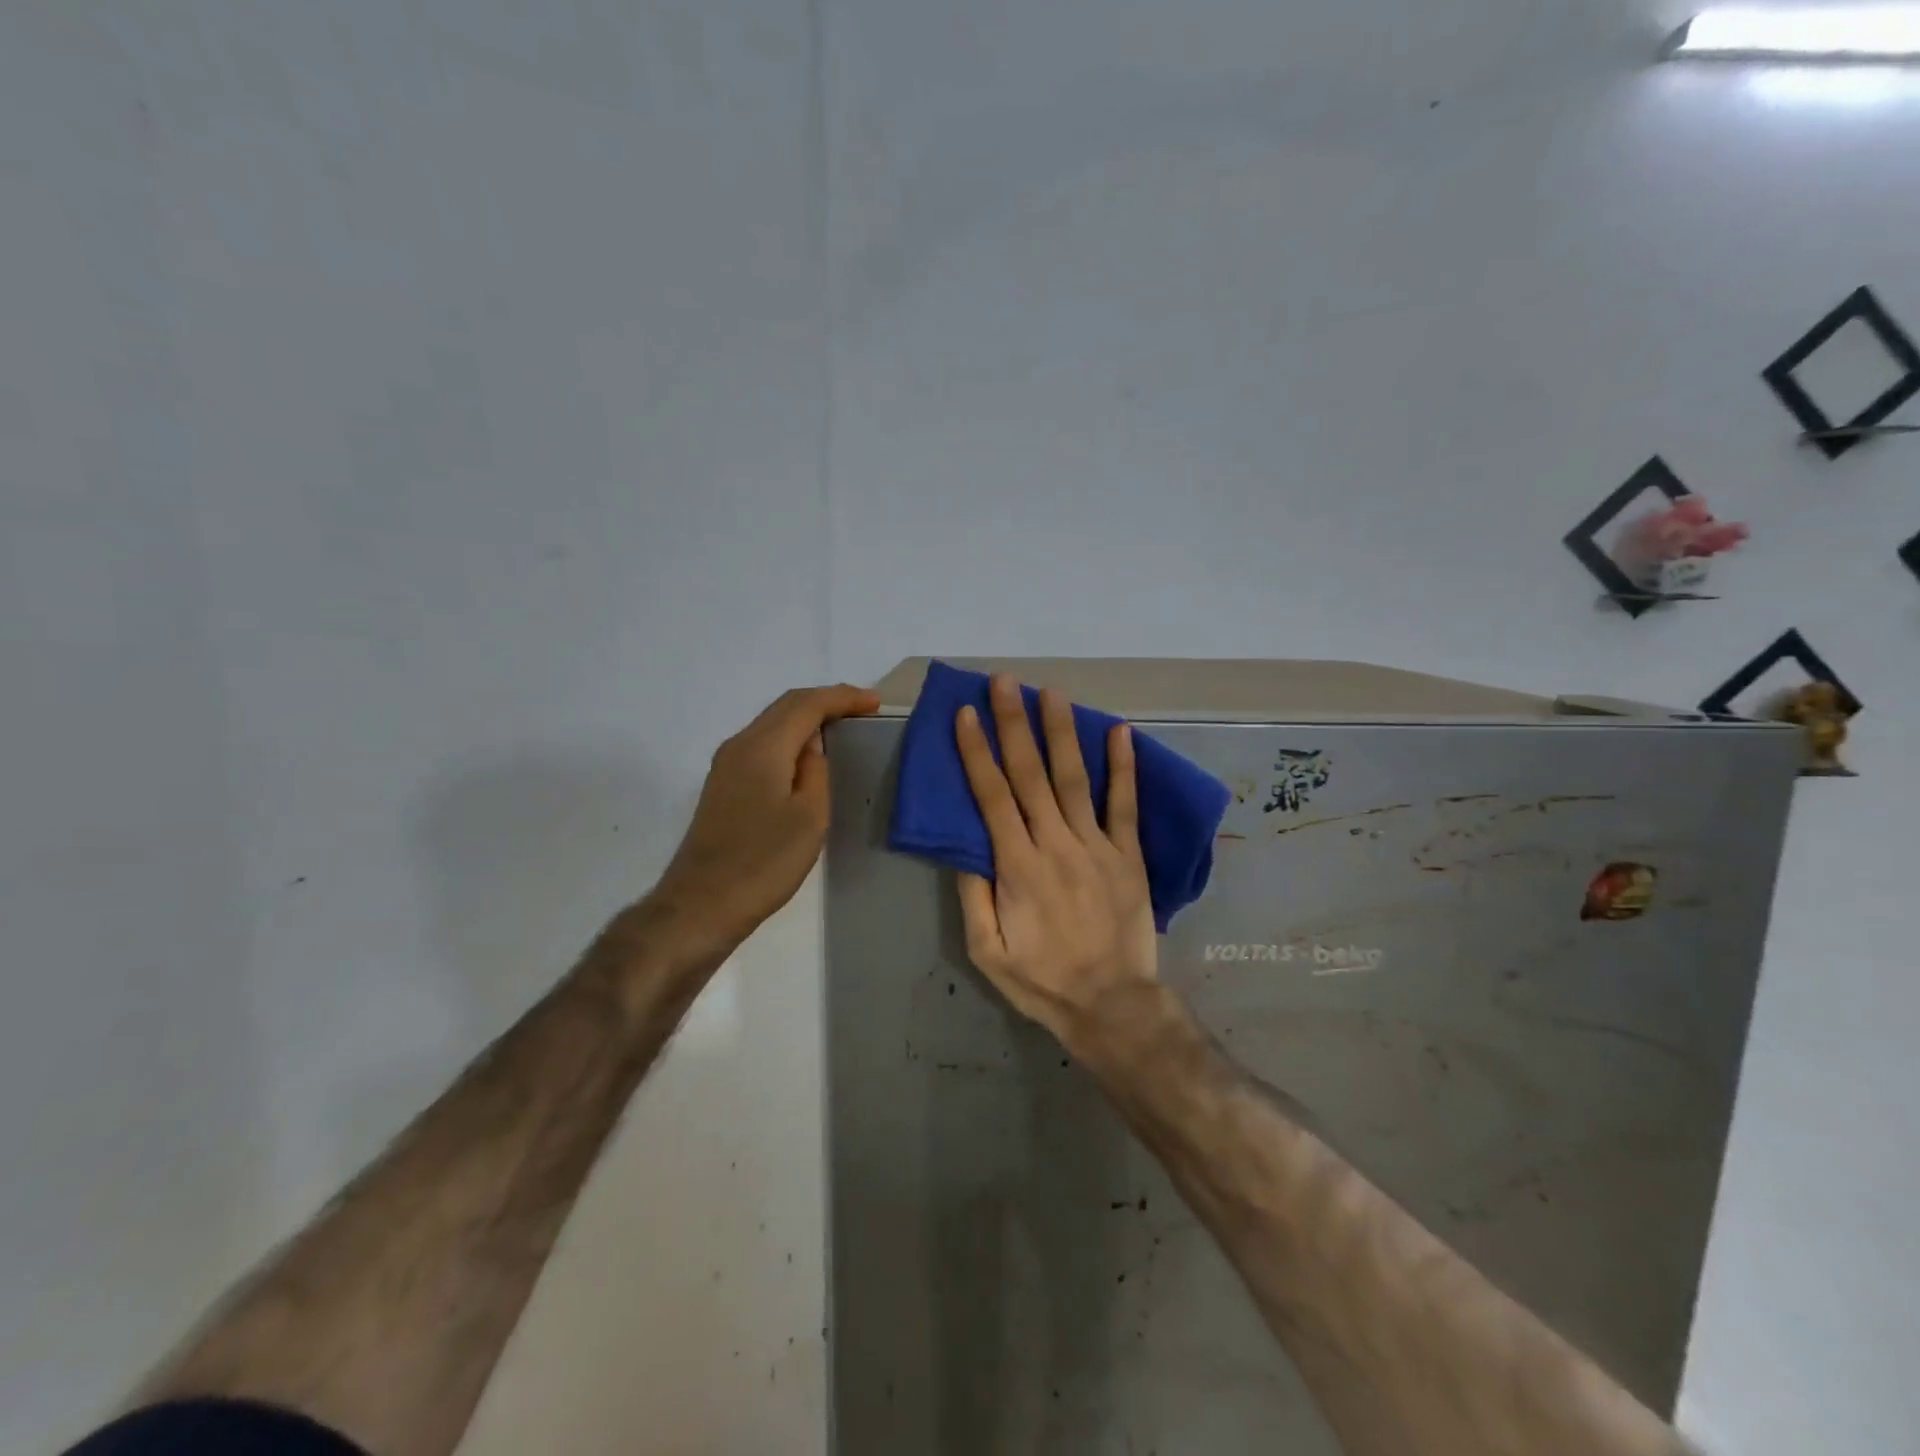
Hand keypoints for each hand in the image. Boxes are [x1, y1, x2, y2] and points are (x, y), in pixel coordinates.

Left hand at [651, 683, 879, 951]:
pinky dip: (791, 738)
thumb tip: (812, 748)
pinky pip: (763, 744)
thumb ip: (816, 771)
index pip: (806, 704)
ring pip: (772, 723)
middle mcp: (739, 745)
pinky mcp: (723, 785)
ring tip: (841, 726)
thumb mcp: (809, 816)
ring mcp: (726, 765)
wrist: (702, 904)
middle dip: (826, 701)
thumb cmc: (764, 862)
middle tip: (862, 708)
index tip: (875, 703)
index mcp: (762, 747)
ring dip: (807, 718)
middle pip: (785, 706)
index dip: (842, 698)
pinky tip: (807, 755)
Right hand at [954, 675, 1158, 1052]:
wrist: (1112, 1005)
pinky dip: (1123, 767)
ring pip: (1074, 779)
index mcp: (1017, 866)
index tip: (965, 714)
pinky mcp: (1129, 856)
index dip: (977, 752)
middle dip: (1014, 724)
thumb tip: (963, 847)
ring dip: (1061, 732)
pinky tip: (1120, 732)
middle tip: (1004, 682)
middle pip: (1030, 774)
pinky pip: (1125, 805)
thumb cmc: (1042, 980)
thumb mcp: (987, 951)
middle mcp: (1056, 844)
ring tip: (1052, 692)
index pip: (991, 796)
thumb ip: (973, 896)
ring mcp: (1097, 847)